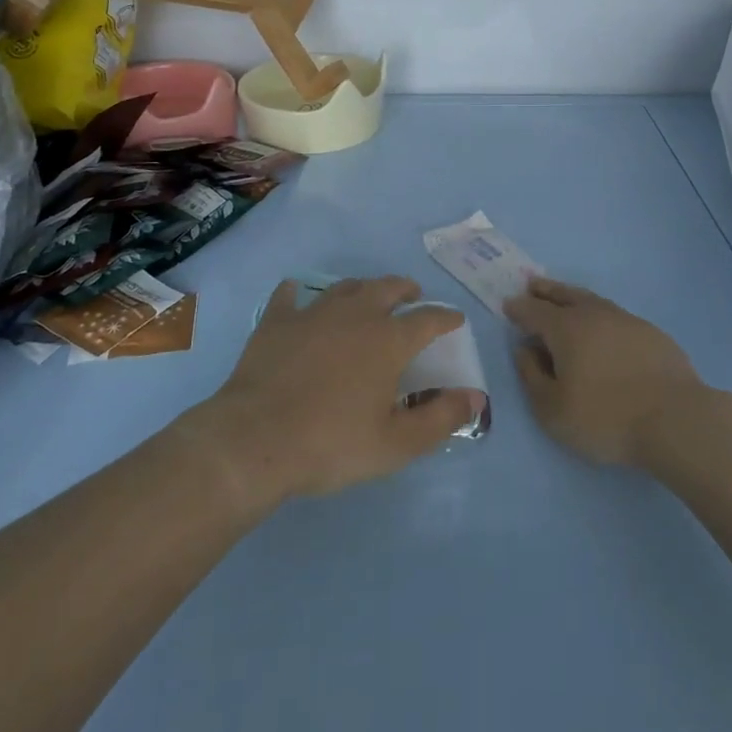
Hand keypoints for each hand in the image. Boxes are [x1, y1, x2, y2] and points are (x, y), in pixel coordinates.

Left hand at [199, 276, 485, 504]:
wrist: (255, 440)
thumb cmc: (332, 443)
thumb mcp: (396, 444)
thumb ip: (441, 418)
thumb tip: (476, 396)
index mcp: (389, 340)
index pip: (428, 319)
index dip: (446, 318)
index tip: (455, 319)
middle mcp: (356, 314)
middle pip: (387, 288)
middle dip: (405, 289)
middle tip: (412, 295)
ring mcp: (313, 313)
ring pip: (345, 287)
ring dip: (363, 288)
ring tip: (367, 296)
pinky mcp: (277, 322)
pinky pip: (290, 297)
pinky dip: (297, 294)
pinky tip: (296, 295)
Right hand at [505, 278, 709, 467]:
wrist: (675, 419)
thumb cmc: (606, 418)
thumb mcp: (553, 410)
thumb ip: (532, 376)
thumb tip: (524, 349)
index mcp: (565, 328)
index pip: (533, 311)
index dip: (518, 308)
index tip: (508, 306)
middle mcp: (593, 314)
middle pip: (563, 295)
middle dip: (545, 290)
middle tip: (533, 285)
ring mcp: (626, 320)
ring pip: (591, 300)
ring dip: (572, 297)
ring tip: (564, 299)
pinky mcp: (651, 333)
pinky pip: (615, 315)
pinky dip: (600, 315)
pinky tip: (603, 328)